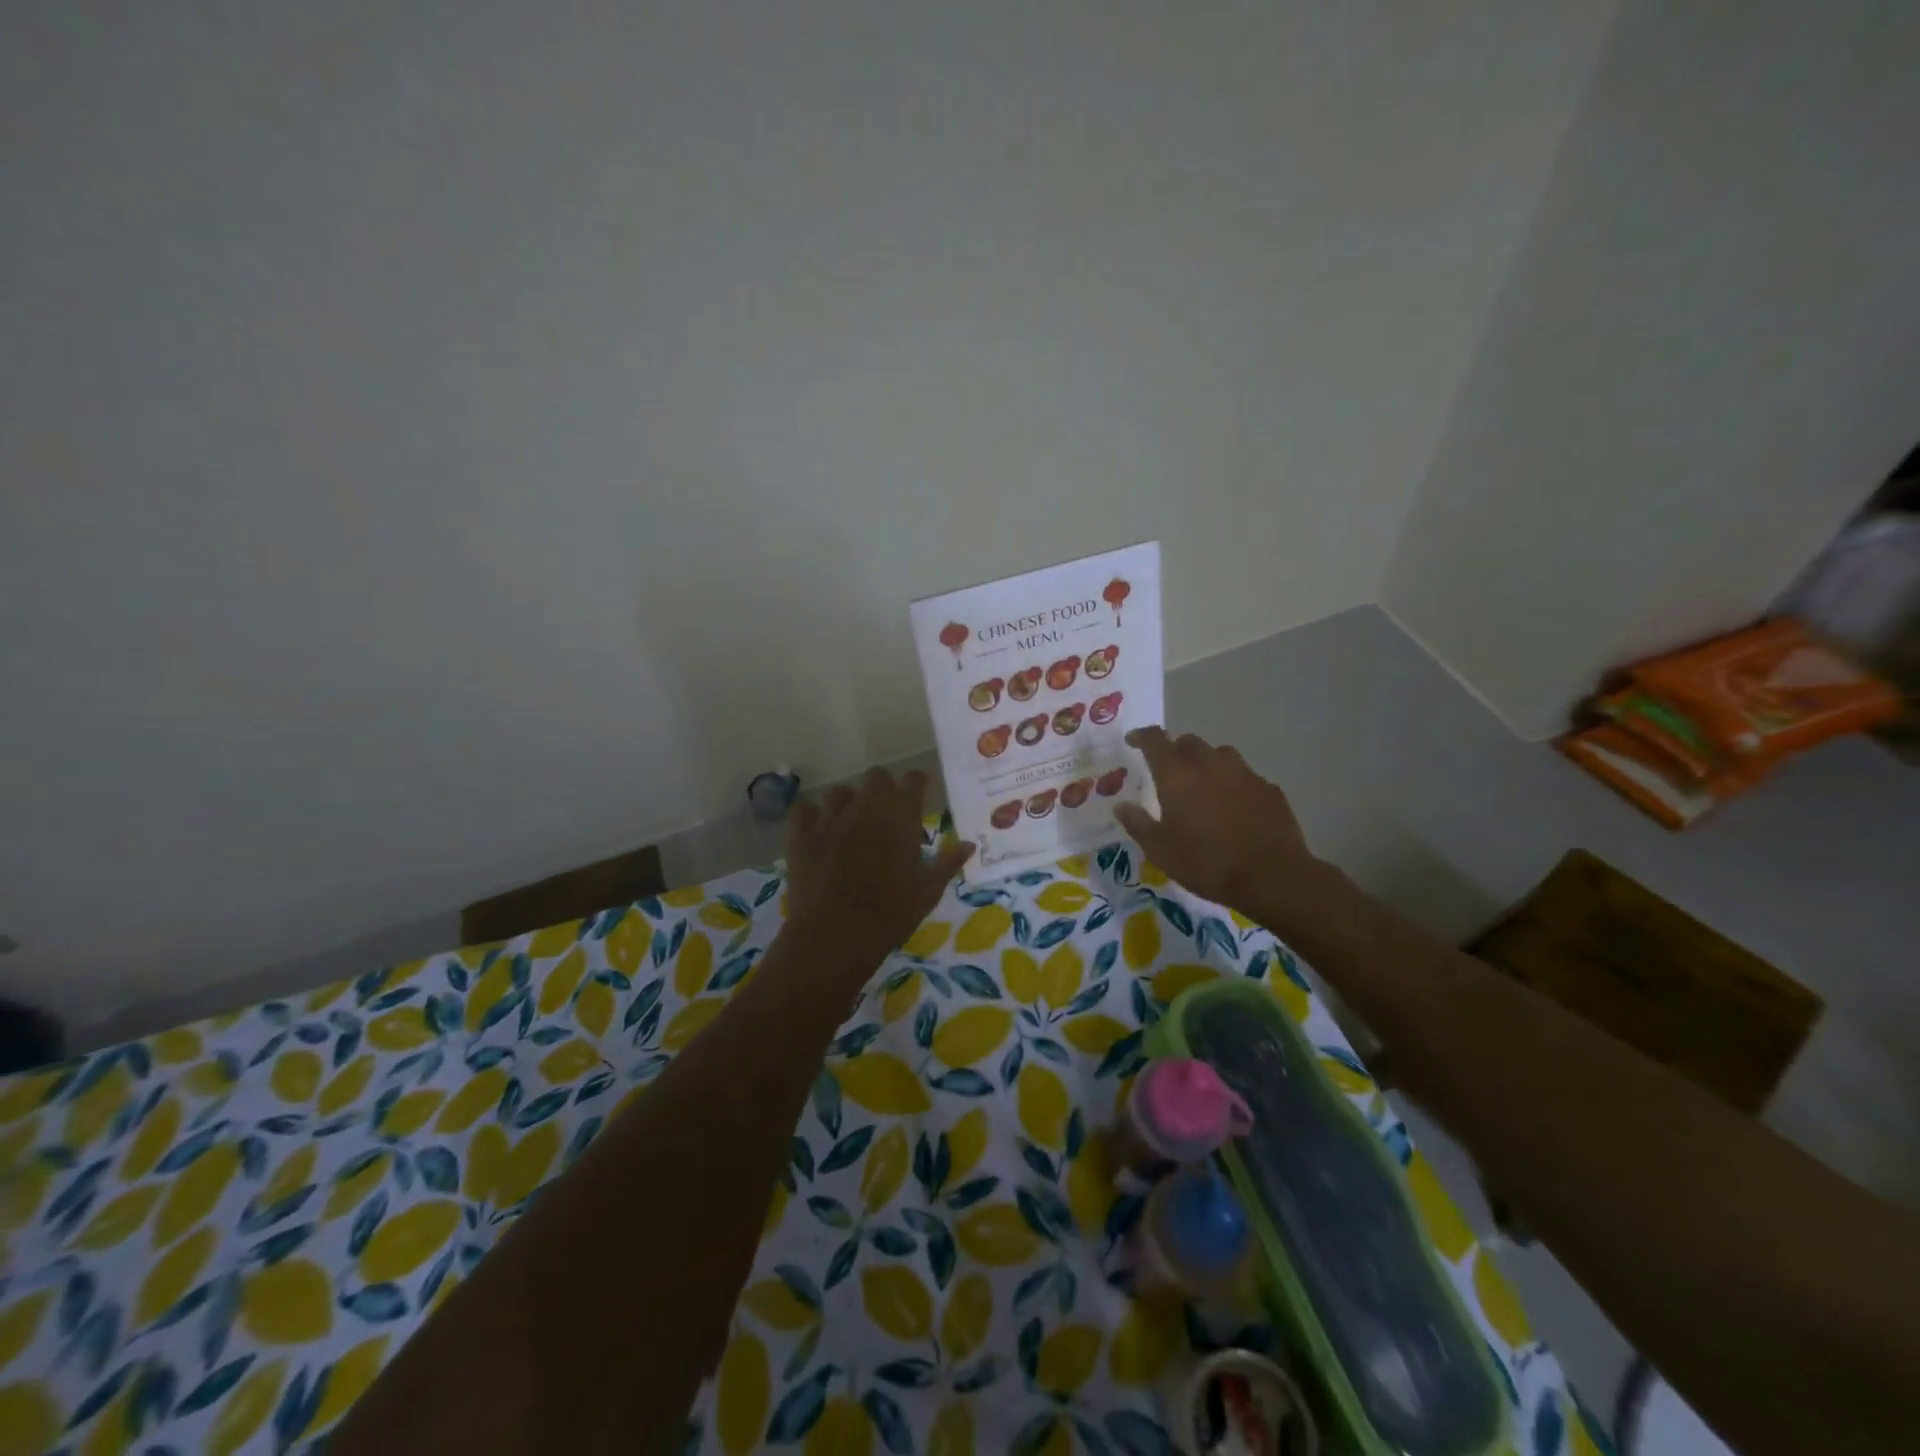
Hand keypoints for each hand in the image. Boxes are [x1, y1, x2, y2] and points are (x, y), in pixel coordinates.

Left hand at [784, 770, 973, 972]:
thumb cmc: (890, 915)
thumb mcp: (928, 892)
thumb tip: (969, 844)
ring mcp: (830, 818)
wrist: (835, 937)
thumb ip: (947, 863)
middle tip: (887, 813)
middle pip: (876, 777)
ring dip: (849, 803)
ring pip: (840, 792)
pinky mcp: (801, 835)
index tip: (920, 794)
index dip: (917, 784)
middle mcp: (865, 808)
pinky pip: (804, 809)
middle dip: (883, 789)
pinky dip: (812, 816)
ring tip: (852, 824)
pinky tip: (818, 831)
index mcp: (900, 818)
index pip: (913, 780)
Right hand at [1114, 727, 1318, 915]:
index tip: (1133, 740)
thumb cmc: (1206, 863)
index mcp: (1178, 776)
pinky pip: (1245, 775)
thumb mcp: (1160, 851)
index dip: (1142, 736)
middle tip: (1169, 771)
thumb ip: (1138, 824)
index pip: (1155, 740)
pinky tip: (1234, 805)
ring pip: (1220, 754)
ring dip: (1206, 762)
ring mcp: (1244, 774)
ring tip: (1203, 784)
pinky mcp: (1269, 789)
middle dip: (1175, 750)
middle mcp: (1210, 765)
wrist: (1272, 877)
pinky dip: (1233, 783)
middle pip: (1189, 742)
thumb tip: (1122, 806)